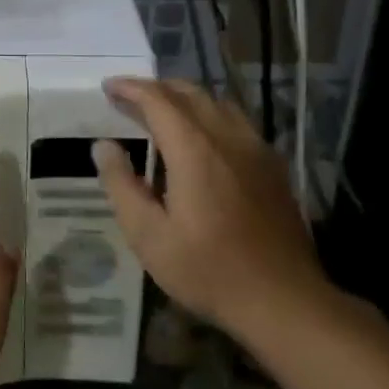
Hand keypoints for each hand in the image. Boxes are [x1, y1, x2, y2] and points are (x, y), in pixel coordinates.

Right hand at [92, 79, 334, 343]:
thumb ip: (121, 184)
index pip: (158, 100)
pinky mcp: (274, 169)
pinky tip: (202, 139)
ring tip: (162, 111)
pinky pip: (238, 123)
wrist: (284, 301)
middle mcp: (228, 139)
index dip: (130, 88)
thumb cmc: (207, 270)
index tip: (107, 86)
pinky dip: (211, 116)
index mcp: (195, 150)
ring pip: (219, 104)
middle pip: (191, 94)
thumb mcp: (147, 235)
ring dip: (186, 98)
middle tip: (128, 97)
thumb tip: (103, 146)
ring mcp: (257, 152)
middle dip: (156, 88)